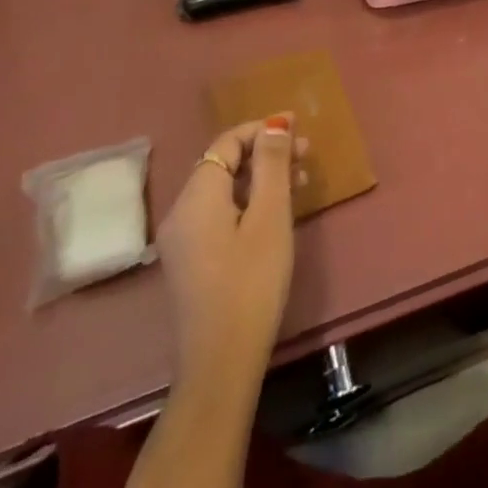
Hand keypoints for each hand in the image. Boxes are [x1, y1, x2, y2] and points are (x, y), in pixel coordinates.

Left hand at [157, 117, 307, 384]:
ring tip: (299, 182)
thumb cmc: (251, 282)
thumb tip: (275, 124)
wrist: (221, 363)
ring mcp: (182, 239)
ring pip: (223, 190)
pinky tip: (275, 213)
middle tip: (306, 155)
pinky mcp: (190, 261)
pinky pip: (219, 213)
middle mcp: (181, 211)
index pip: (228, 143)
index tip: (298, 128)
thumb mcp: (270, 216)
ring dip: (260, 178)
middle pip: (224, 164)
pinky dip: (247, 202)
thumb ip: (272, 164)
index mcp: (197, 196)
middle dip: (265, 153)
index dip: (262, 130)